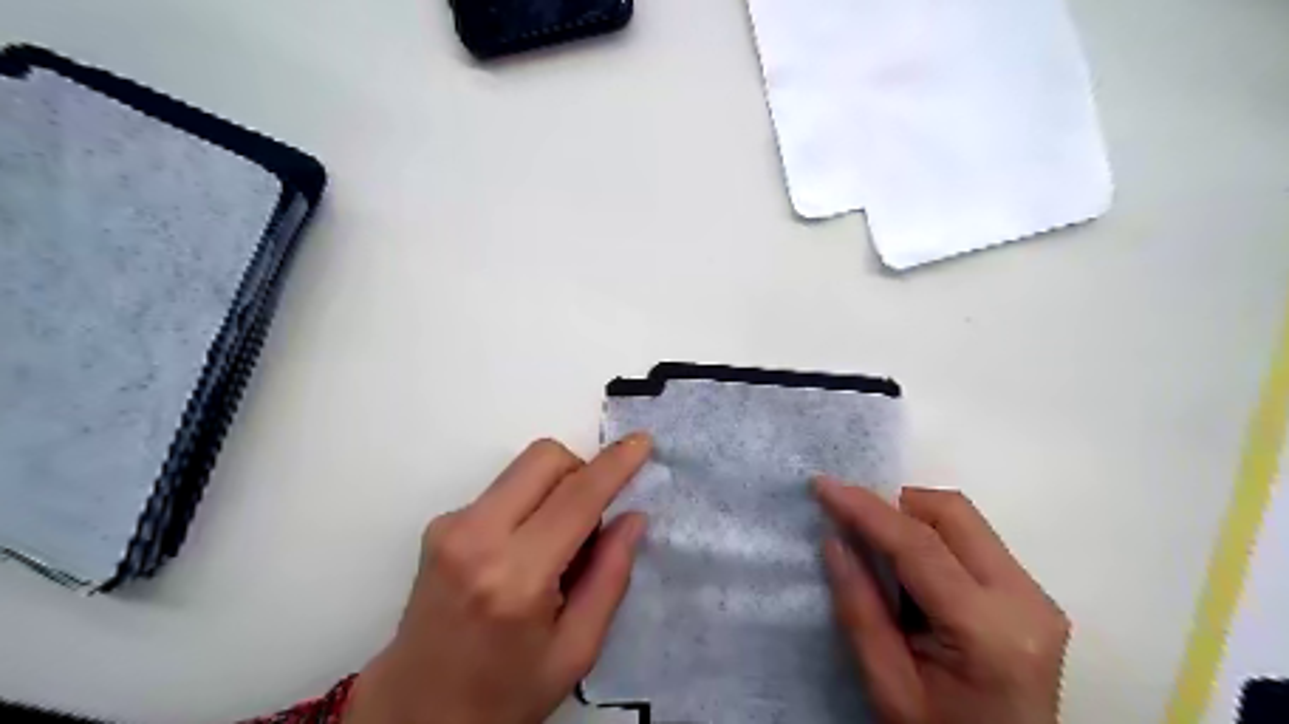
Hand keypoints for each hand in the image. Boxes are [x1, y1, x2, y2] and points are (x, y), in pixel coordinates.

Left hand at [344, 436, 654, 723]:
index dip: (615, 465)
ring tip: (558, 542)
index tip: (642, 442)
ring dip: (556, 487)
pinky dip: (530, 502)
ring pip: (523, 467)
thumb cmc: (504, 693)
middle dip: (582, 470)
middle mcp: (476, 538)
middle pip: (544, 458)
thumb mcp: (576, 651)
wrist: (414, 711)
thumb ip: (610, 577)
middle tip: (594, 516)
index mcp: (516, 578)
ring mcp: (451, 526)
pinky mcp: (440, 524)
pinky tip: (525, 549)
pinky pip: (504, 488)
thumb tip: (633, 516)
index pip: (577, 498)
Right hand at [821, 481, 1073, 723]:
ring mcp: (1036, 596)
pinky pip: (973, 540)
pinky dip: (932, 538)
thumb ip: (860, 609)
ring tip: (878, 552)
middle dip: (894, 505)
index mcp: (989, 632)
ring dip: (913, 520)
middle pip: (952, 513)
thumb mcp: (888, 686)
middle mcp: (1025, 601)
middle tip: (852, 523)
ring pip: (964, 520)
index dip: (866, 508)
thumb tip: (835, 540)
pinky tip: (910, 571)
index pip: (919, 545)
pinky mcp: (1032, 596)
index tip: (823, 485)